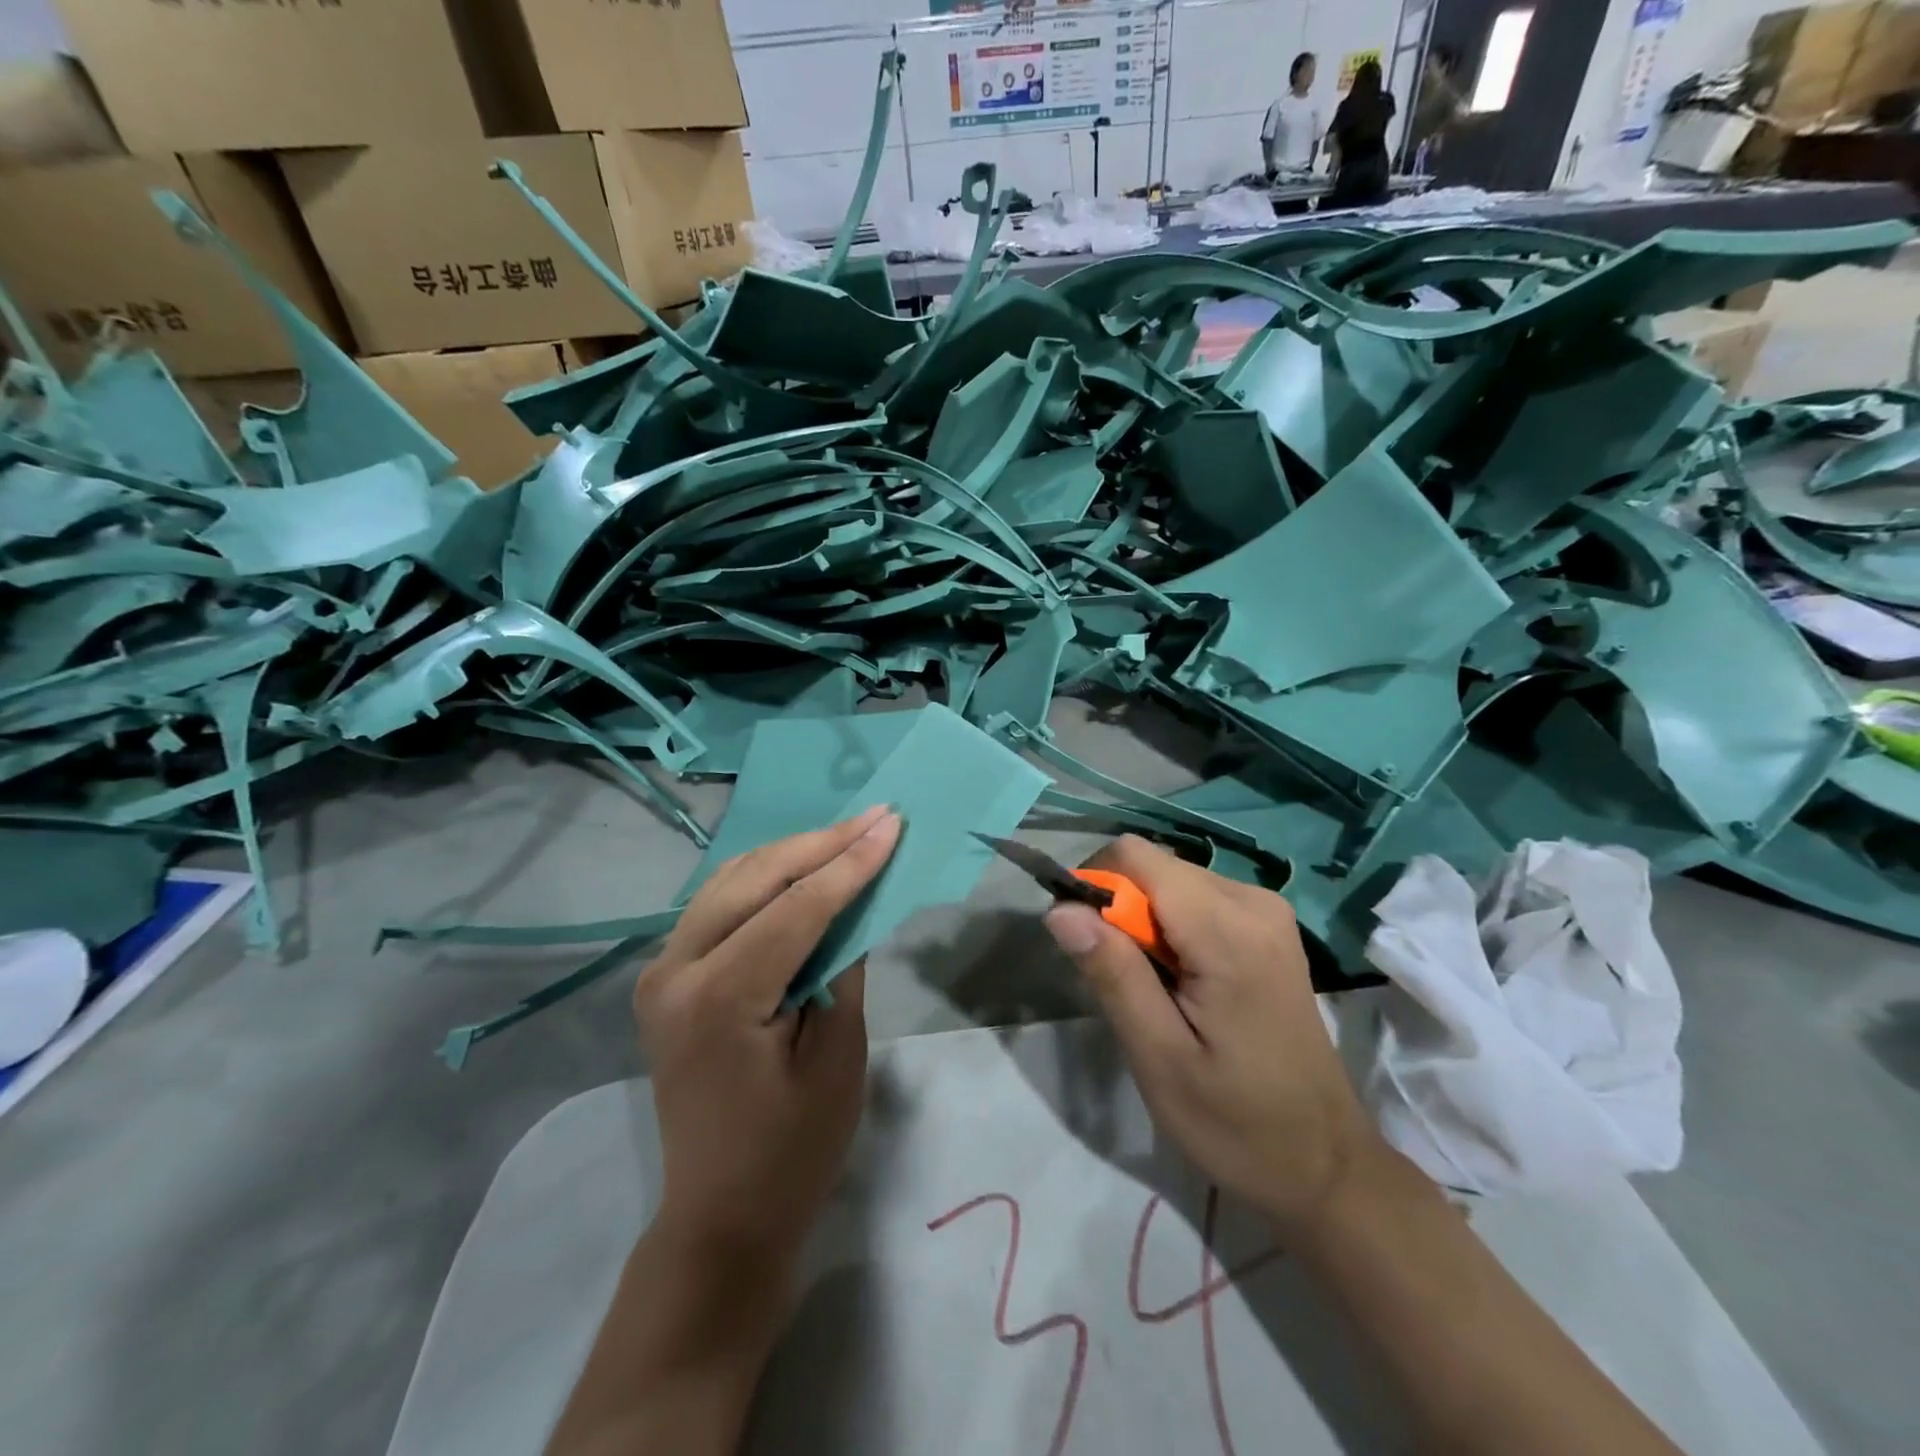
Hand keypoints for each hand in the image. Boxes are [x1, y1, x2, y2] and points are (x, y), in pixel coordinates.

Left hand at [634, 805, 901, 1264]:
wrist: (721, 1216)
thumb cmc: (794, 1150)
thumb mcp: (838, 1056)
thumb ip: (843, 967)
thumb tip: (855, 902)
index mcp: (719, 997)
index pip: (796, 907)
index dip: (849, 862)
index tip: (891, 823)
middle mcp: (675, 971)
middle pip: (754, 878)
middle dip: (820, 843)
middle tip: (874, 816)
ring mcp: (661, 972)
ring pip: (729, 881)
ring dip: (790, 853)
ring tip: (845, 834)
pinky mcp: (667, 978)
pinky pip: (717, 906)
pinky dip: (762, 879)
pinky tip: (800, 867)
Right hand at [1044, 836, 1381, 1239]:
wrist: (1323, 1163)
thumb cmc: (1236, 1122)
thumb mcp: (1159, 1057)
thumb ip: (1112, 973)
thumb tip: (1060, 908)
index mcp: (1228, 929)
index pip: (1135, 857)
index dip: (1095, 888)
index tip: (1087, 947)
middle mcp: (1252, 900)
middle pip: (1153, 866)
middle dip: (1119, 909)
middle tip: (1121, 981)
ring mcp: (1266, 910)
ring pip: (1170, 879)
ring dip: (1143, 921)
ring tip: (1152, 988)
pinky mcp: (1267, 925)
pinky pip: (1196, 898)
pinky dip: (1170, 927)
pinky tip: (1180, 981)